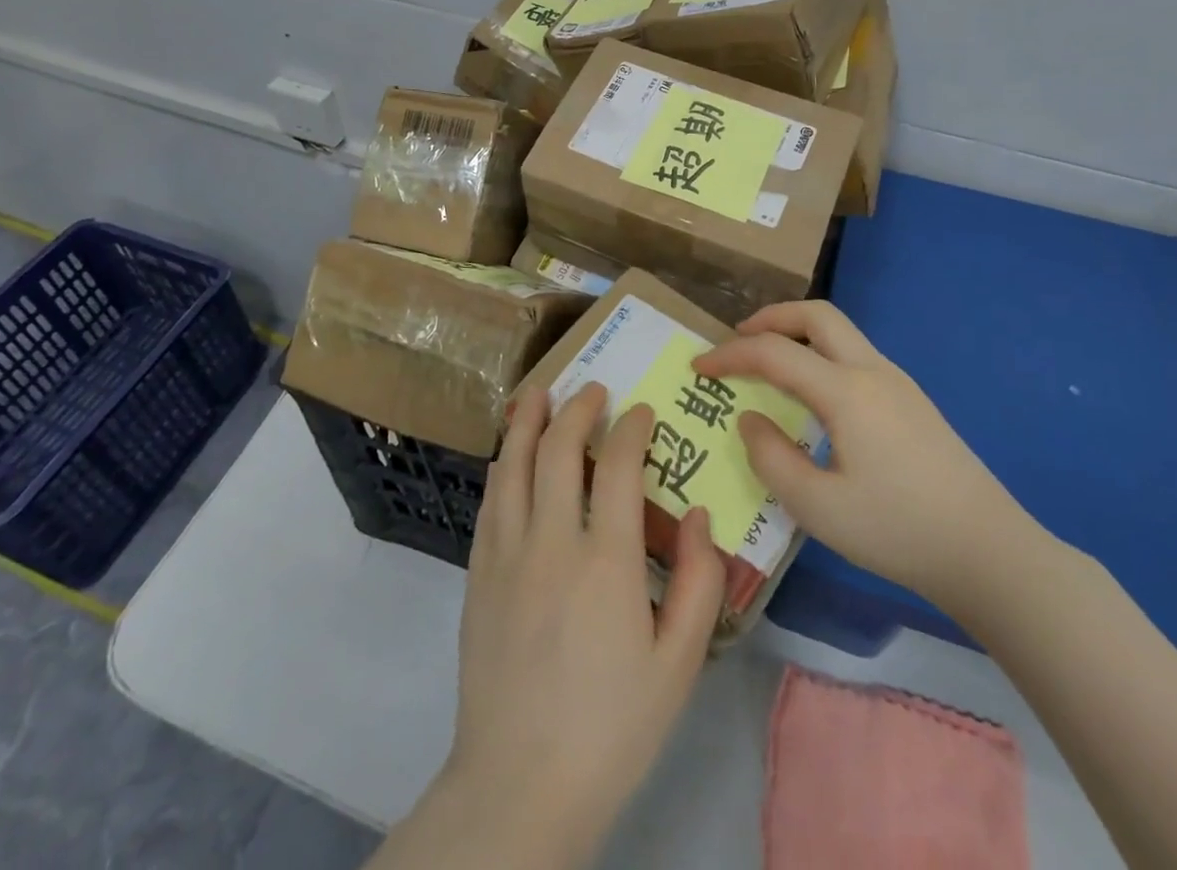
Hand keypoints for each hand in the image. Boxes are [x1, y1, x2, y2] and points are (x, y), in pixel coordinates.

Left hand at [440, 383, 725, 865]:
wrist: (519, 786)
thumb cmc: (612, 728)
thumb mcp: (678, 665)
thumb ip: (698, 583)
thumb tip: (698, 514)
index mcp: (606, 561)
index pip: (616, 465)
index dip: (630, 428)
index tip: (642, 412)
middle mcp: (550, 541)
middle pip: (557, 448)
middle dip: (578, 409)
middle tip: (593, 390)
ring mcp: (506, 554)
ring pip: (512, 463)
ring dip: (527, 420)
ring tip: (539, 393)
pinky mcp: (478, 574)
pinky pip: (489, 501)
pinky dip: (502, 464)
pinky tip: (507, 454)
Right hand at [691, 300, 1045, 623]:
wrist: (990, 552)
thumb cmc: (898, 530)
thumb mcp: (818, 508)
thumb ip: (771, 458)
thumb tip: (749, 419)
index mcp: (846, 391)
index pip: (774, 353)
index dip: (730, 355)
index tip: (699, 368)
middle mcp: (873, 372)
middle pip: (816, 315)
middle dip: (771, 318)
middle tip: (738, 340)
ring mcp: (898, 383)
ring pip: (840, 332)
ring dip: (799, 334)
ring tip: (770, 364)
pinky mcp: (913, 402)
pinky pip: (855, 356)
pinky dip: (821, 355)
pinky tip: (813, 396)